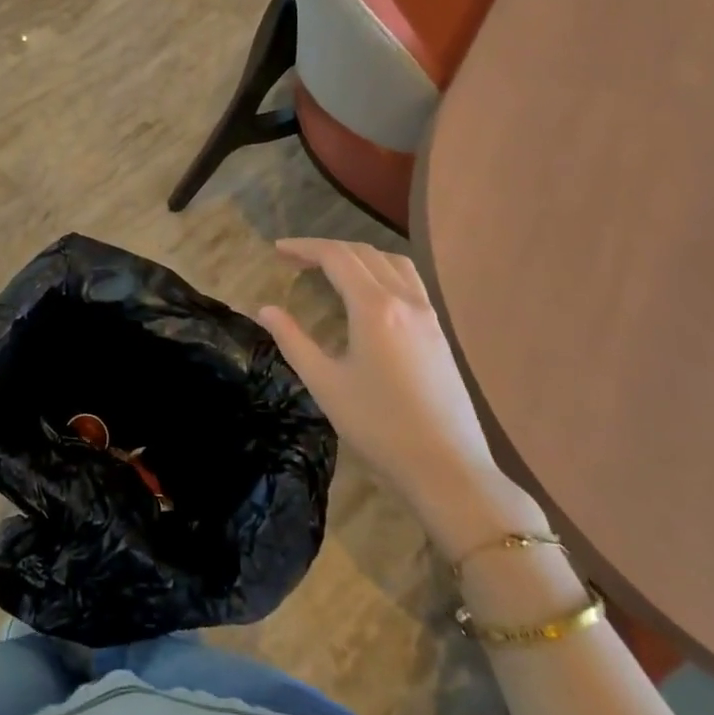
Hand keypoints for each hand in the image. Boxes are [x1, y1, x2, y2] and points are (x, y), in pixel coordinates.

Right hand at [259, 238, 539, 561]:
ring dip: (357, 255)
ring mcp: (427, 313)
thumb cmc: (379, 426)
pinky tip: (369, 293)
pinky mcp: (439, 331)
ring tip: (331, 269)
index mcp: (374, 307)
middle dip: (326, 249)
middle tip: (294, 260)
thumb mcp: (325, 383)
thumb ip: (293, 340)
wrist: (447, 466)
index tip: (277, 250)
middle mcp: (404, 299)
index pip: (336, 257)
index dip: (304, 247)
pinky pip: (409, 280)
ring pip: (391, 261)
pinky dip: (381, 270)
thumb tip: (265, 309)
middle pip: (363, 253)